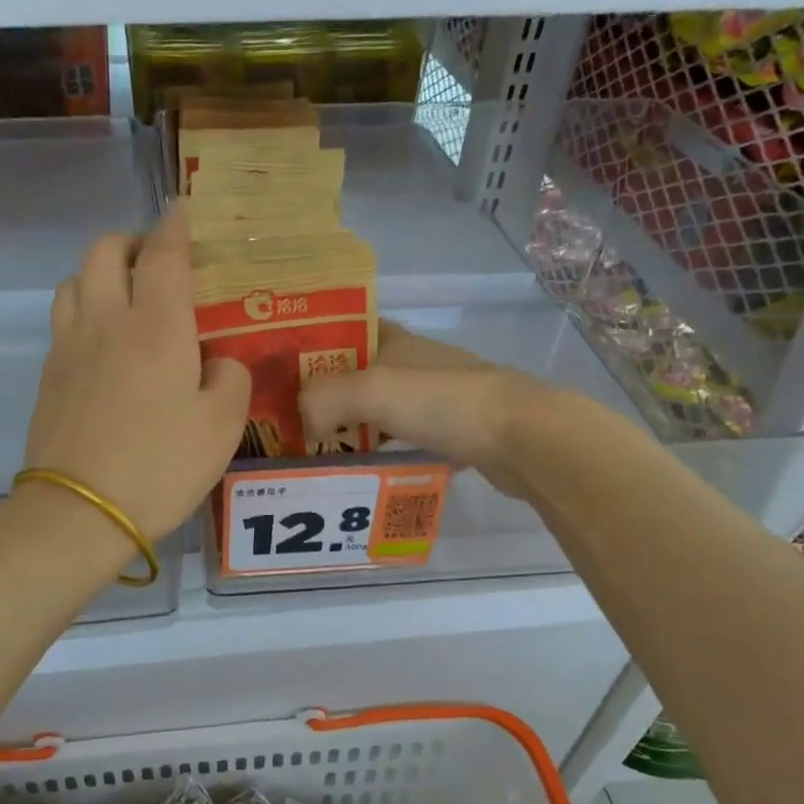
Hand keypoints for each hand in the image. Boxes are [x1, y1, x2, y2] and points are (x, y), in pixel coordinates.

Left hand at [23, 207, 249, 539]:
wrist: (81, 512)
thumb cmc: (160, 467)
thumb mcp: (222, 428)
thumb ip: (230, 380)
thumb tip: (218, 364)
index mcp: (157, 326)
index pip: (164, 254)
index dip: (176, 226)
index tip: (183, 212)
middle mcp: (107, 321)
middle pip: (105, 251)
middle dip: (131, 242)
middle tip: (155, 261)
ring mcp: (69, 347)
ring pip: (74, 280)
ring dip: (99, 273)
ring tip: (123, 296)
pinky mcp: (48, 377)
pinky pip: (63, 321)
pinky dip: (83, 311)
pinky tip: (101, 343)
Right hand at [298, 321, 574, 499]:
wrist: (522, 436)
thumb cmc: (442, 402)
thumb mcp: (370, 391)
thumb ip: (322, 399)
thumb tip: (302, 425)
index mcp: (395, 340)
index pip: (344, 332)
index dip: (313, 347)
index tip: (281, 376)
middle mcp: (414, 364)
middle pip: (357, 376)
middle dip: (324, 397)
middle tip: (290, 426)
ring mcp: (436, 398)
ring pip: (379, 411)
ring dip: (351, 429)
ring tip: (317, 455)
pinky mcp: (453, 432)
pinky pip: (403, 440)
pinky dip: (381, 453)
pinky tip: (363, 472)